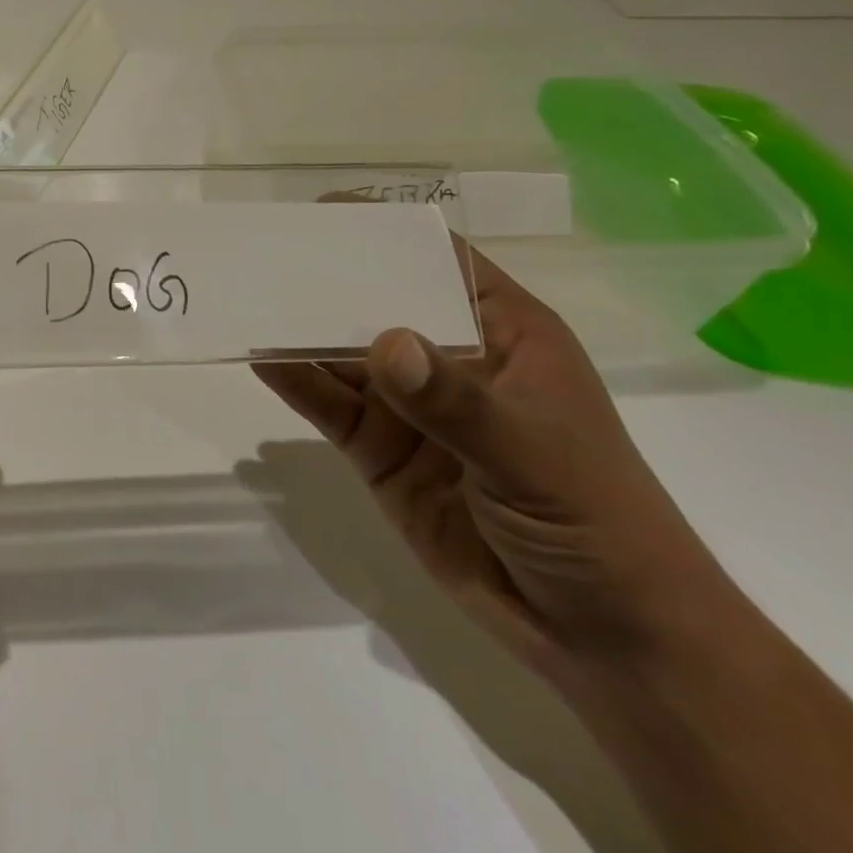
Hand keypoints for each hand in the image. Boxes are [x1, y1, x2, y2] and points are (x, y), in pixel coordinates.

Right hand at [253, 244, 734, 679]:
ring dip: (299, 330)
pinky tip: (261, 358)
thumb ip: (456, 401)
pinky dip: (295, 380)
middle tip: (264, 255)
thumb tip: (383, 343)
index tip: (322, 212)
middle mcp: (447, 358)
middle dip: (325, 280)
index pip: (437, 261)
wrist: (604, 639)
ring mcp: (409, 405)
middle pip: (376, 301)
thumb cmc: (597, 522)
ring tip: (248, 301)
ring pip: (342, 352)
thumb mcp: (535, 454)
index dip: (384, 231)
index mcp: (501, 334)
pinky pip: (328, 404)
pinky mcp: (379, 448)